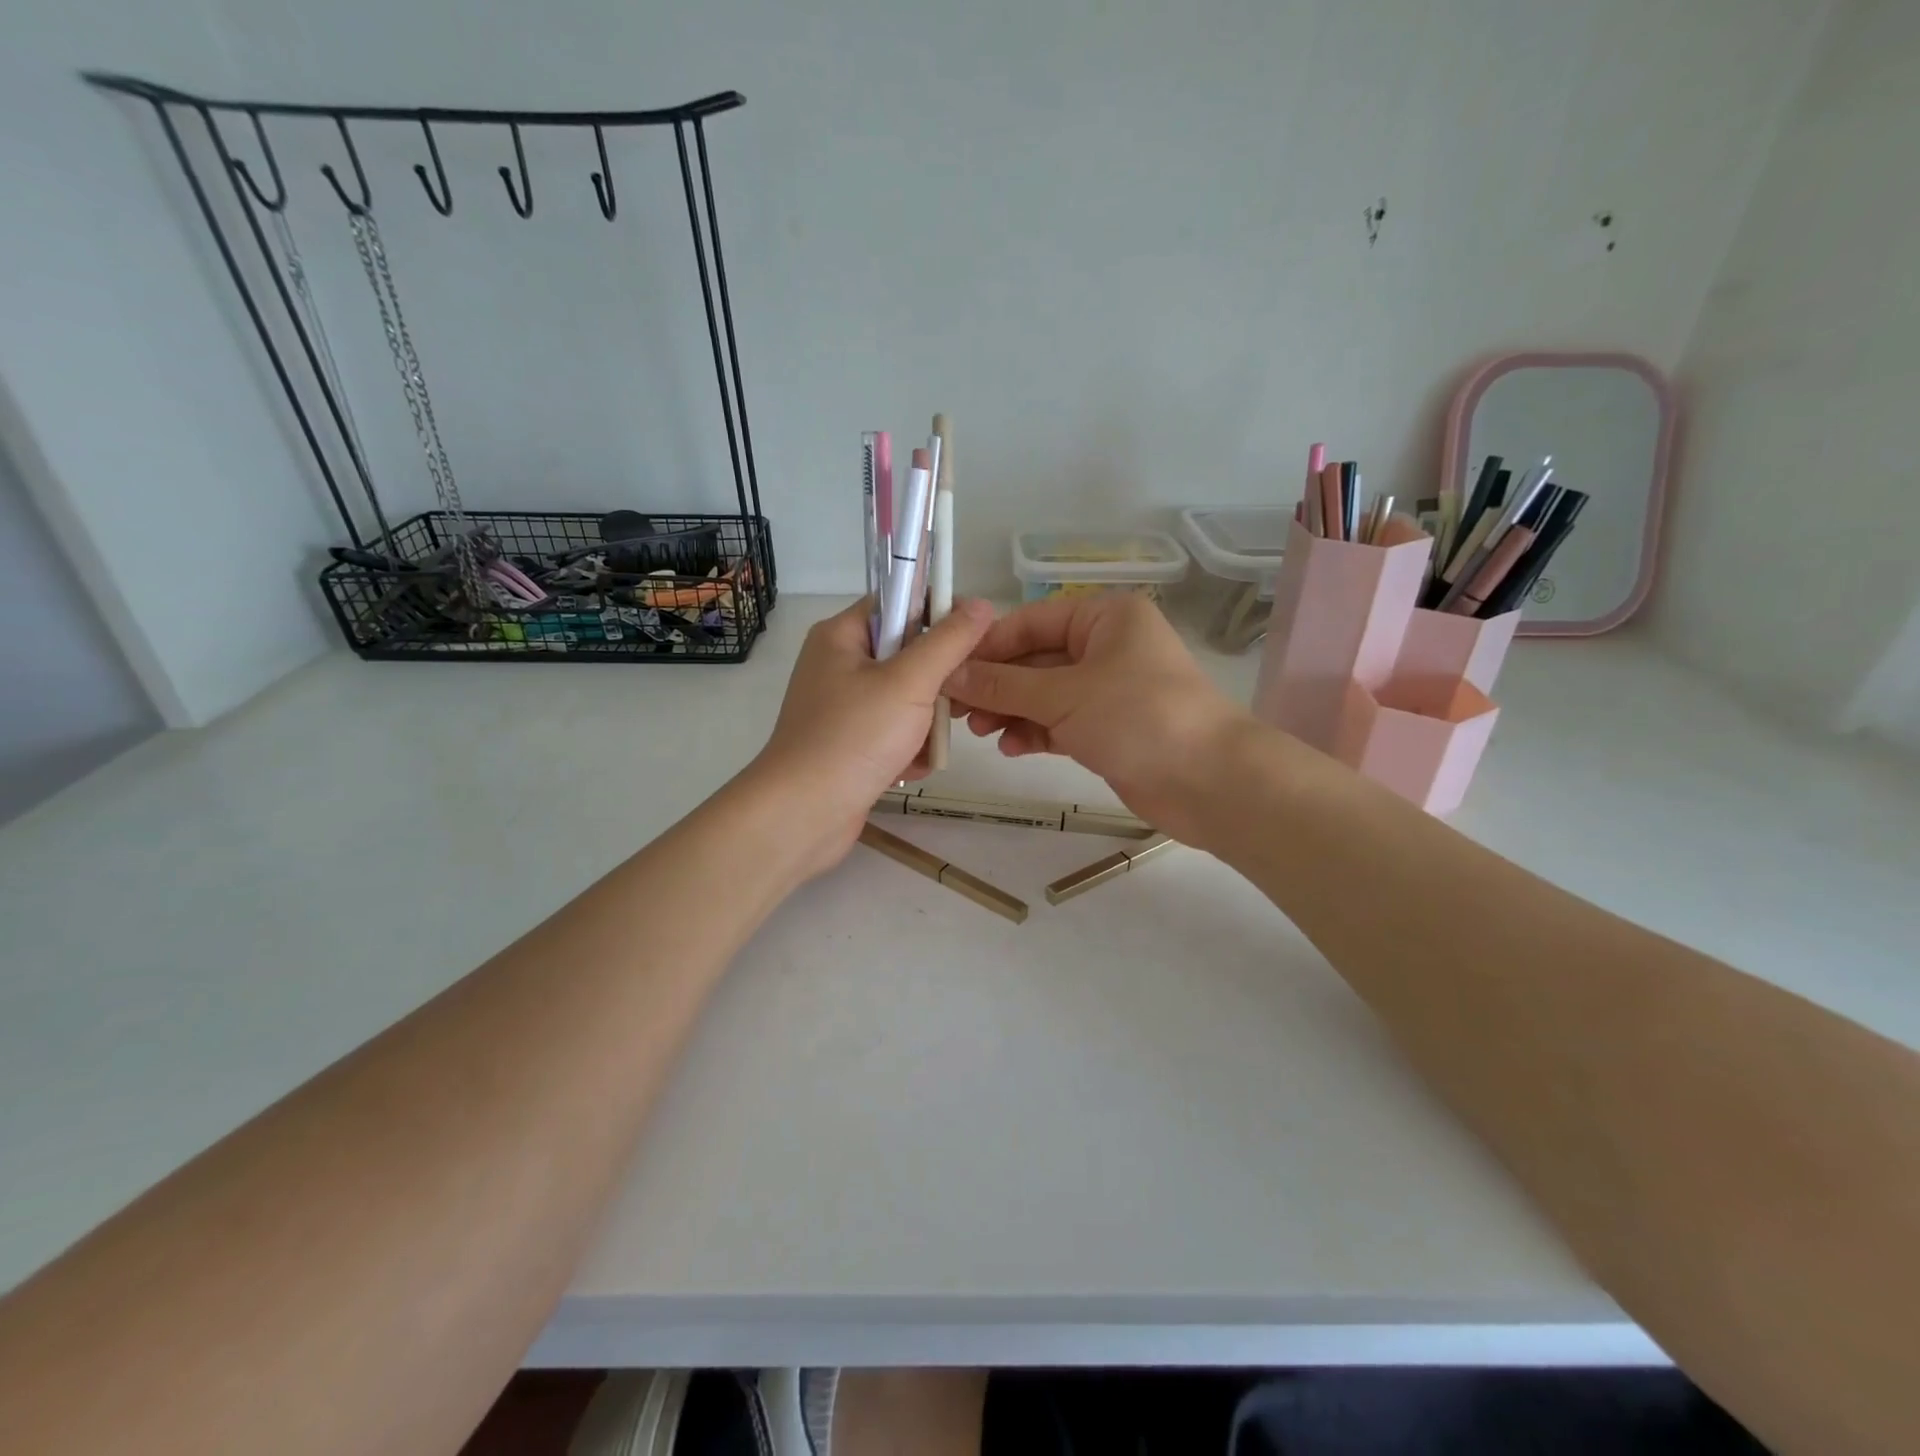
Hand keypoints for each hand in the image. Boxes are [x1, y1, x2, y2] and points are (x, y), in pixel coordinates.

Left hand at [748, 596, 994, 877]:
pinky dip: (907, 750)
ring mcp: (842, 708)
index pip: (899, 602)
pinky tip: (909, 769)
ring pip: (906, 699)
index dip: (938, 615)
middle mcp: (838, 665)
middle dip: (935, 684)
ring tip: (926, 746)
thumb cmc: (854, 737)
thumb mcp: (909, 682)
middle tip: (951, 704)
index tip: (972, 642)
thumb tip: (981, 604)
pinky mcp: (849, 744)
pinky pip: (893, 733)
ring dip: (925, 724)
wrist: (803, 815)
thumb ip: (949, 642)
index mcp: (841, 636)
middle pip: (907, 655)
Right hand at [943, 593, 1253, 843]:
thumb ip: (1004, 685)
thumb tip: (950, 674)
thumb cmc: (1138, 718)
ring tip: (979, 731)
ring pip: (1044, 694)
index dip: (988, 646)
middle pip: (1035, 660)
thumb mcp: (1064, 695)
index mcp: (1104, 618)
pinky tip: (1011, 748)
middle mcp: (1106, 647)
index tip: (947, 670)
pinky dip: (1035, 732)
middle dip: (996, 685)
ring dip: (1011, 711)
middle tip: (956, 710)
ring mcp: (1108, 690)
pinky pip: (1059, 723)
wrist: (1210, 782)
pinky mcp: (1108, 729)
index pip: (1030, 622)